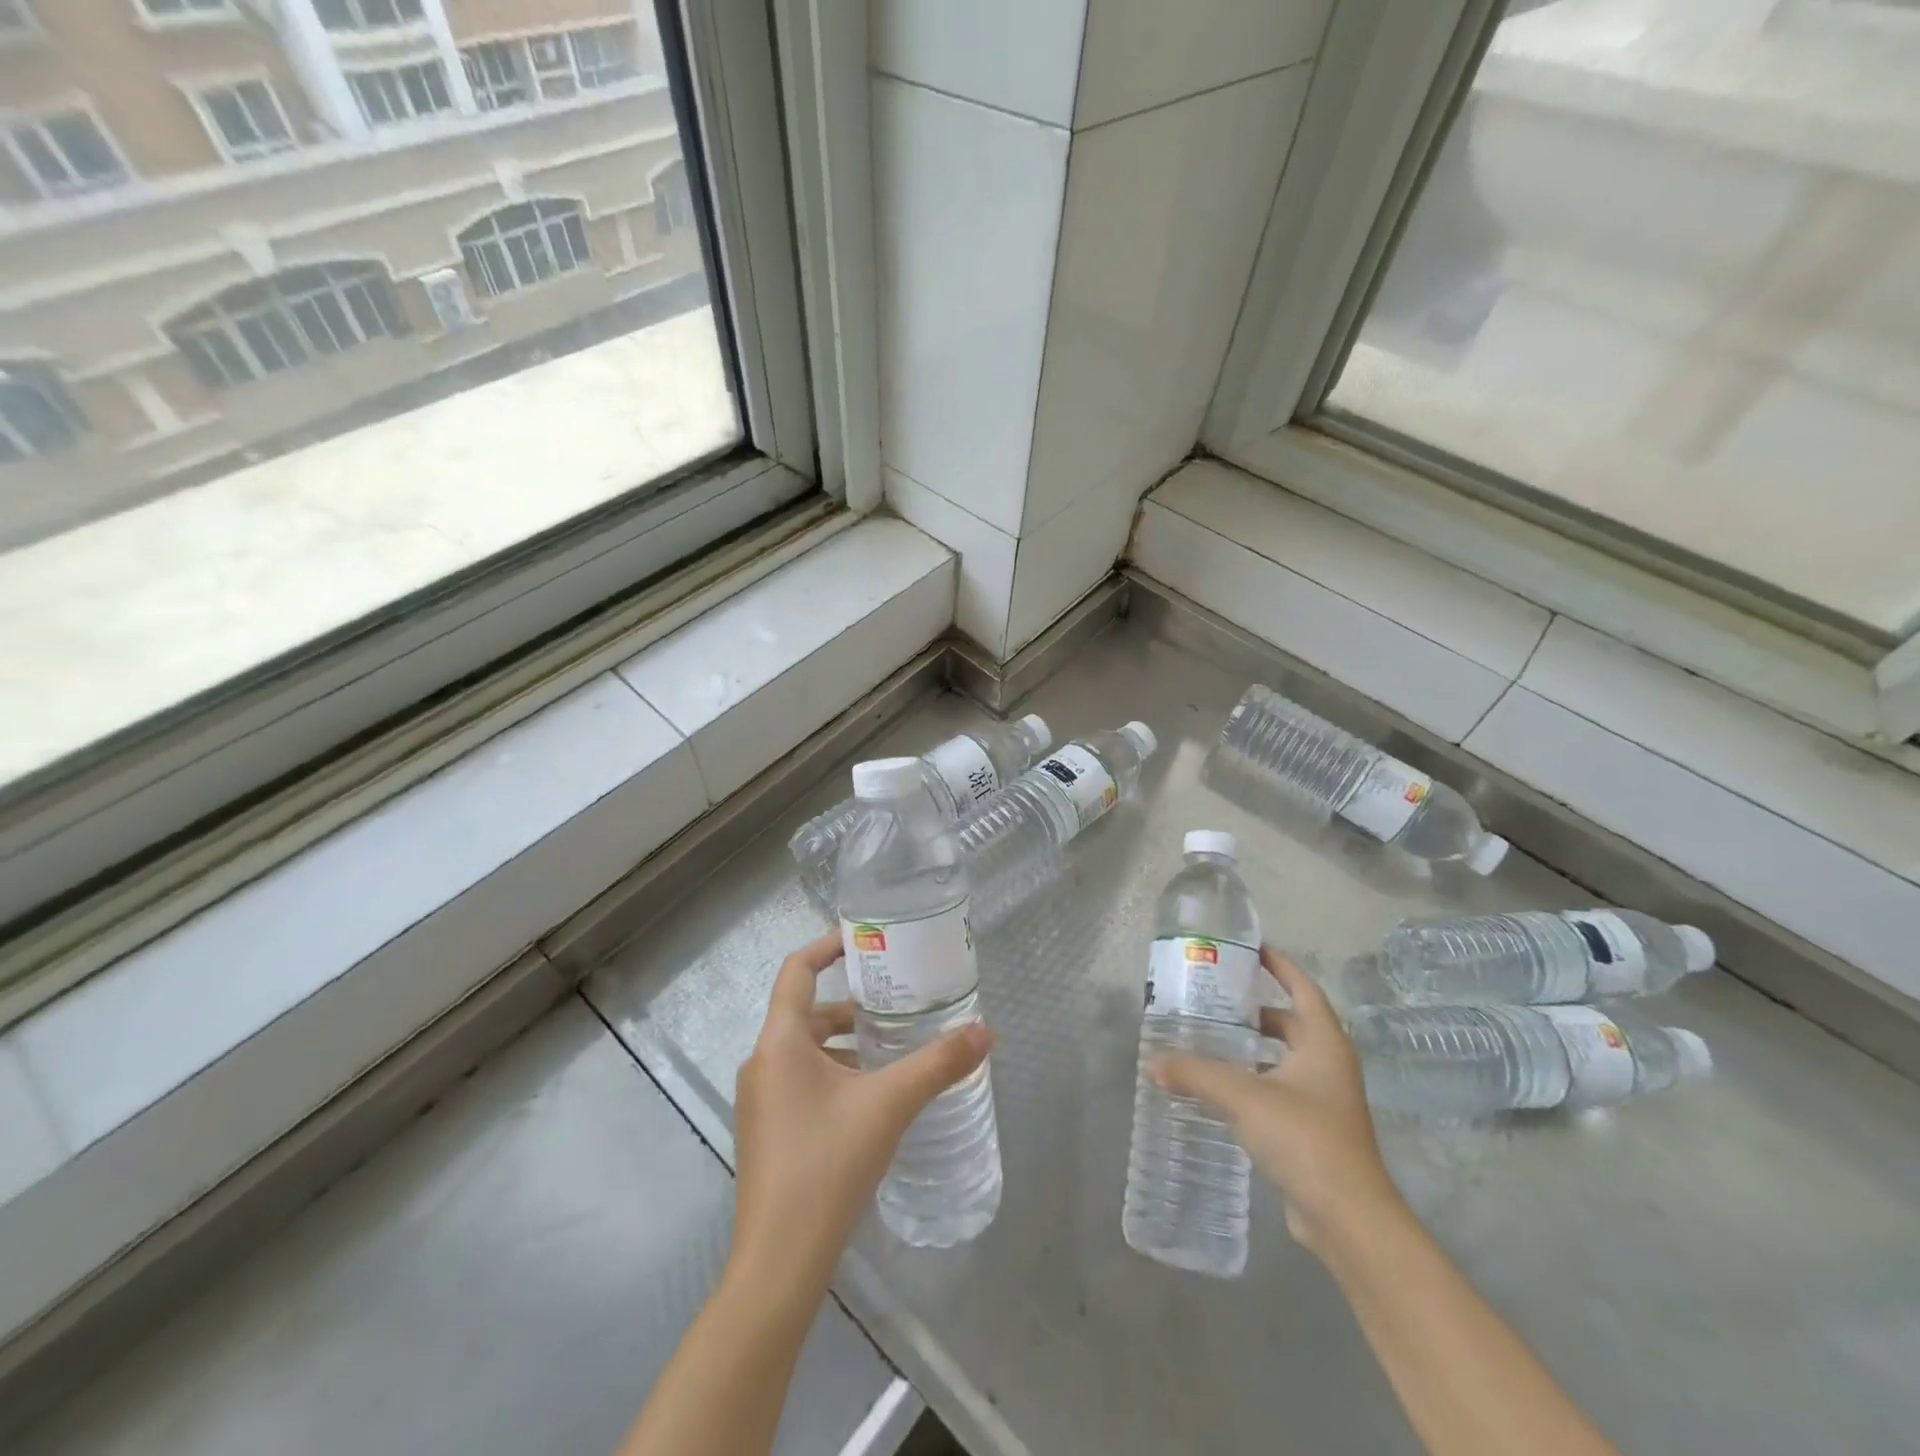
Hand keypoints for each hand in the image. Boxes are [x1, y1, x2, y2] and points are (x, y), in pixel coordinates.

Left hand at [730, 931, 993, 1289]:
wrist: (778, 1264)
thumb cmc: (827, 1165)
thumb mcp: (889, 1105)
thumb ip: (938, 1064)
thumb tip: (986, 1032)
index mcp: (780, 1043)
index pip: (797, 970)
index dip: (827, 947)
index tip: (865, 940)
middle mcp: (762, 1064)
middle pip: (805, 1012)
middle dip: (851, 1005)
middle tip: (896, 1001)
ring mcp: (760, 1102)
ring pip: (805, 1050)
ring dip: (845, 1043)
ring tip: (892, 1048)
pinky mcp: (767, 1133)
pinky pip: (801, 1082)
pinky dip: (834, 1073)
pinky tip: (870, 1098)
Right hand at [1153, 946, 1400, 1257]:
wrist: (1349, 1219)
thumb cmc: (1304, 1139)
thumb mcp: (1244, 1097)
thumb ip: (1196, 1074)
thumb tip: (1152, 1061)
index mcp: (1323, 1042)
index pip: (1302, 987)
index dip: (1278, 965)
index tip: (1248, 948)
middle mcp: (1328, 1064)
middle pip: (1291, 1022)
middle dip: (1255, 1009)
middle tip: (1213, 998)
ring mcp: (1324, 1100)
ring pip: (1284, 1058)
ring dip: (1252, 1047)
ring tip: (1210, 1038)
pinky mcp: (1313, 1130)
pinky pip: (1279, 1089)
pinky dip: (1253, 1080)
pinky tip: (1221, 1087)